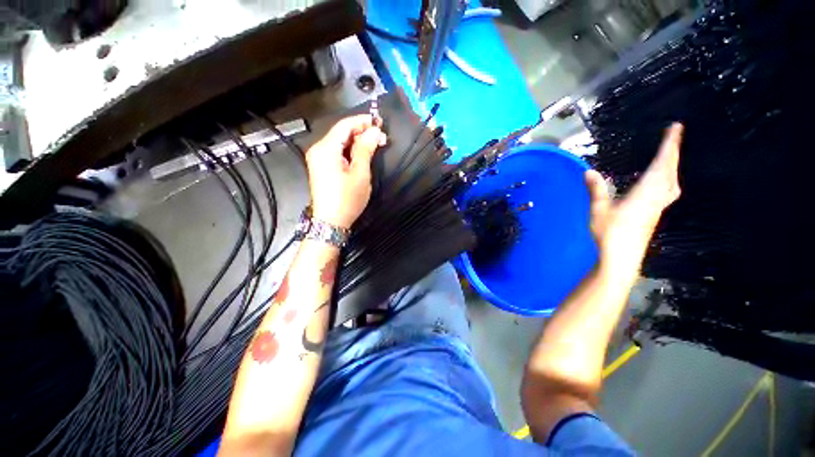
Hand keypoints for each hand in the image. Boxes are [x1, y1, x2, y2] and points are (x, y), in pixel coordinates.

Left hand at [305, 115, 386, 227]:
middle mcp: (318, 150)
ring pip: (340, 143)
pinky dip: (350, 151)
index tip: (379, 122)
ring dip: (357, 142)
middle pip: (341, 133)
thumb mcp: (360, 174)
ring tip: (375, 144)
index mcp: (325, 149)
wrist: (331, 222)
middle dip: (361, 132)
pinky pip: (337, 153)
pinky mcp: (321, 167)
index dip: (362, 121)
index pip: (345, 125)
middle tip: (381, 136)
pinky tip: (363, 154)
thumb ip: (366, 149)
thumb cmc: (347, 199)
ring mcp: (318, 159)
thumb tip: (374, 131)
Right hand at [585, 123, 682, 269]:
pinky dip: (669, 180)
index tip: (676, 127)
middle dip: (673, 152)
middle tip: (674, 137)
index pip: (662, 164)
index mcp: (645, 193)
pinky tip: (663, 184)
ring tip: (670, 157)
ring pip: (672, 182)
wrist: (621, 258)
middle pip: (670, 171)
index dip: (669, 145)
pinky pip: (667, 191)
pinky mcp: (654, 215)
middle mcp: (656, 198)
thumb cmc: (609, 234)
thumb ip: (596, 190)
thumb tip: (589, 171)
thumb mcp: (598, 211)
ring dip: (673, 166)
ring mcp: (657, 208)